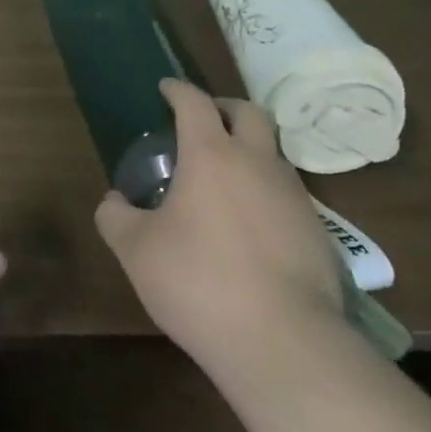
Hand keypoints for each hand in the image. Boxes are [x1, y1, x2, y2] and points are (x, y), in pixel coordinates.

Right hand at [95, 80, 344, 379]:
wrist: (284, 342)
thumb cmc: (199, 283)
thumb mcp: (137, 252)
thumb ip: (115, 218)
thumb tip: (112, 201)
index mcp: (211, 155)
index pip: (195, 102)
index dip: (178, 90)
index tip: (166, 89)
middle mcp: (257, 163)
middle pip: (249, 112)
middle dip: (224, 107)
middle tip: (204, 123)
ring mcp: (294, 195)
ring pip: (273, 153)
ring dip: (249, 152)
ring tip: (225, 181)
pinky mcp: (318, 231)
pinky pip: (288, 194)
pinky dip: (266, 193)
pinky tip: (251, 227)